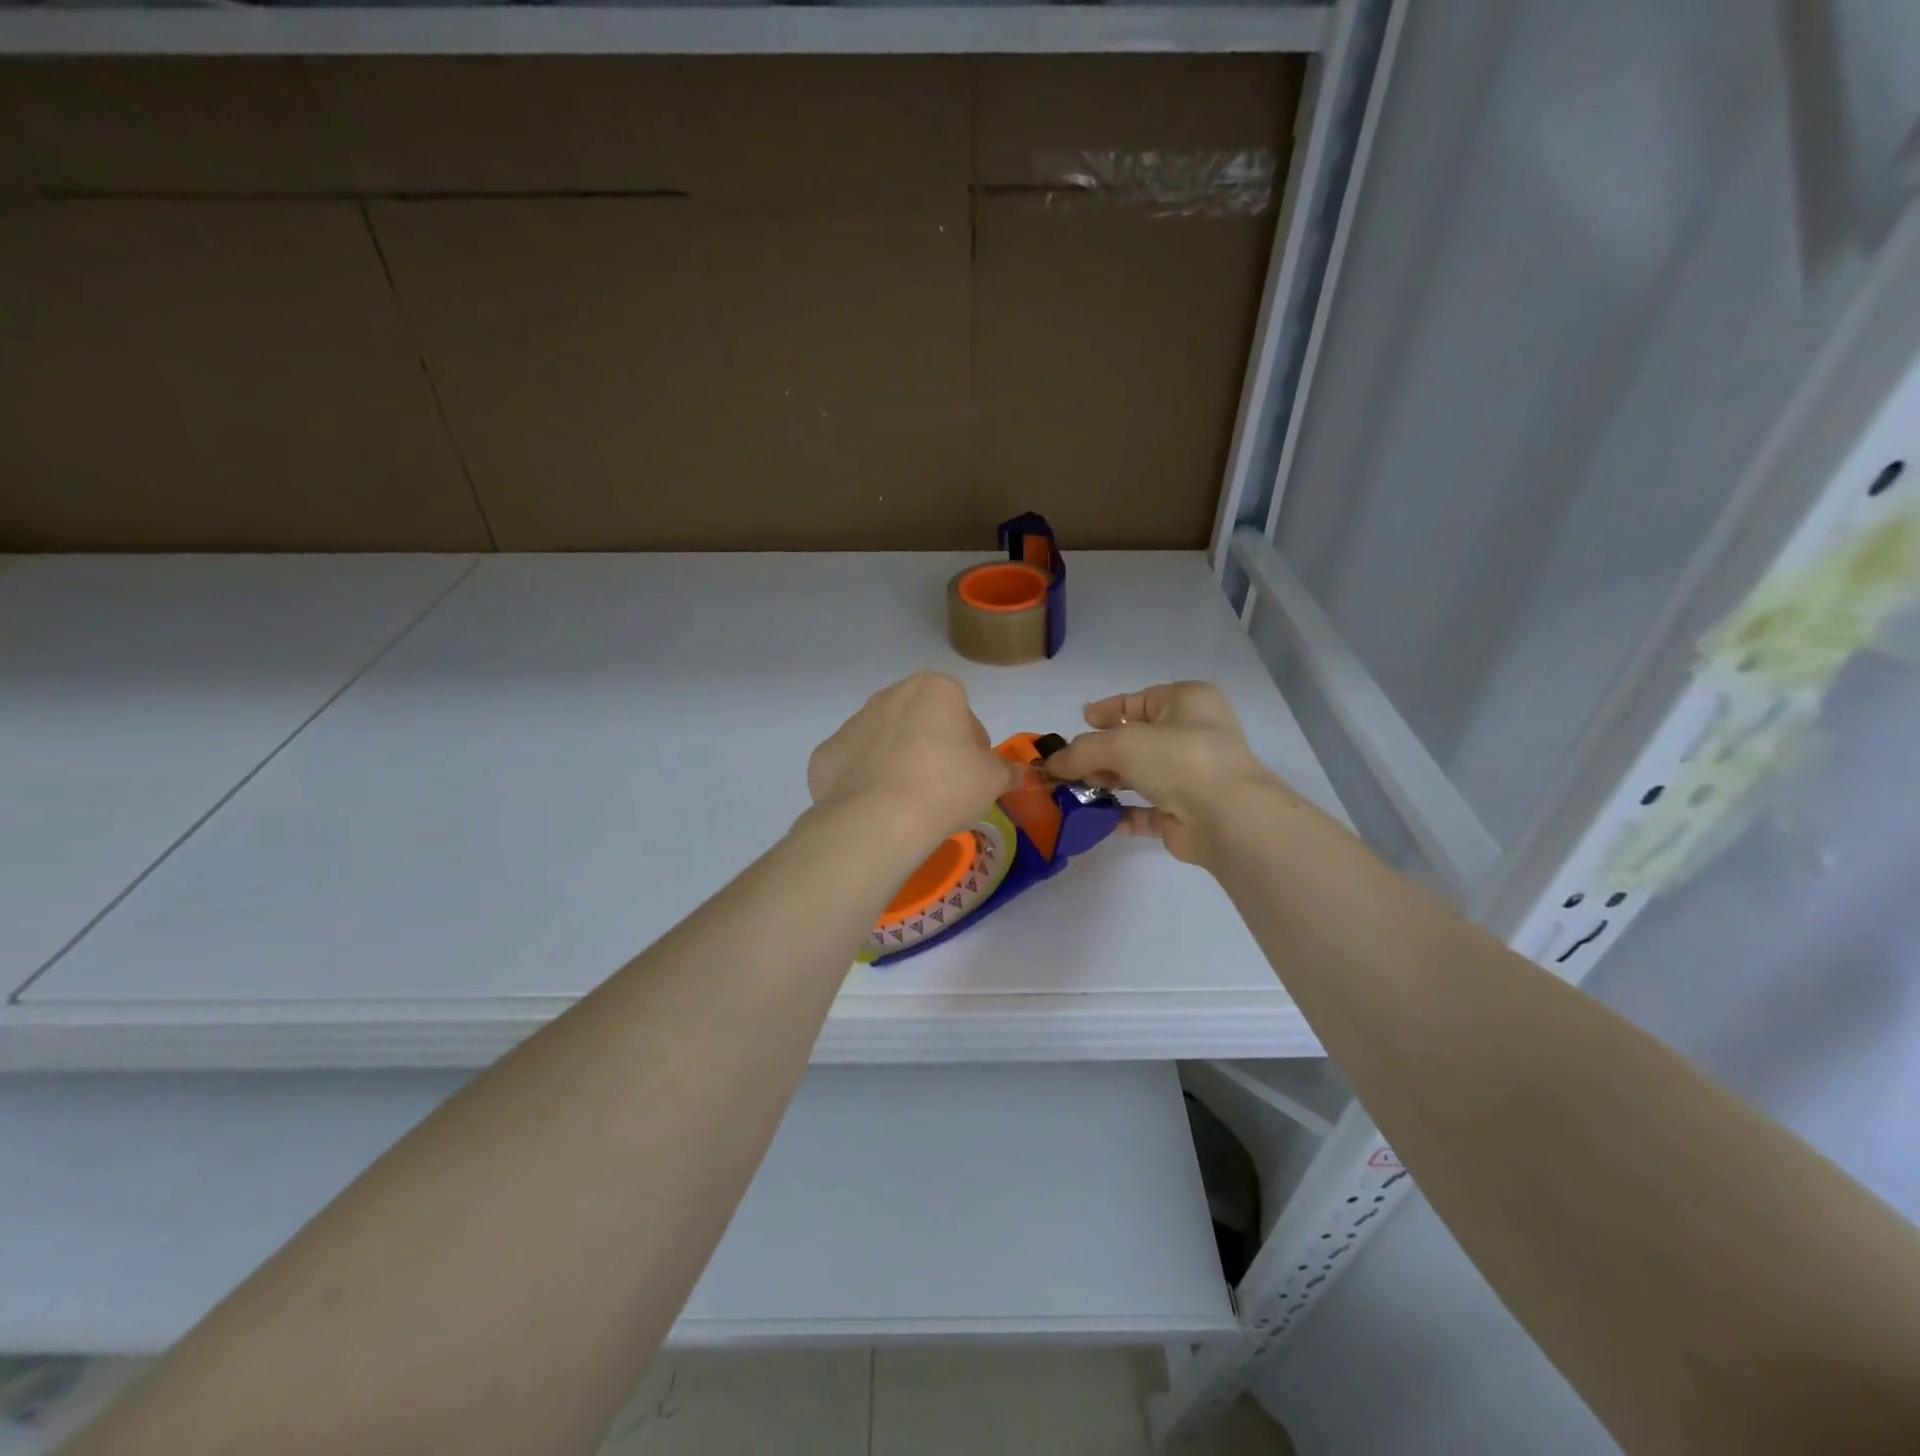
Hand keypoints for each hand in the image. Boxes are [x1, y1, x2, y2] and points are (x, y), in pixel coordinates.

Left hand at [806, 672, 1021, 847]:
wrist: (878, 819)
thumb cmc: (946, 787)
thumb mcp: (992, 780)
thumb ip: (1006, 770)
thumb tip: (1016, 773)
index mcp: (934, 689)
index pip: (961, 708)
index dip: (971, 741)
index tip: (972, 770)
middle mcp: (890, 695)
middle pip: (921, 719)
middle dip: (932, 746)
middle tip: (943, 786)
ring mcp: (853, 722)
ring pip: (885, 739)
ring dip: (897, 760)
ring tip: (908, 801)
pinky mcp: (826, 753)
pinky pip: (855, 764)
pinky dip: (865, 780)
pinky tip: (877, 808)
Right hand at [1042, 682, 1284, 864]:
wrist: (1226, 818)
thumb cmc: (1178, 759)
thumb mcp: (1121, 743)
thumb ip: (1081, 751)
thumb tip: (1050, 765)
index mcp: (1188, 702)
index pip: (1141, 700)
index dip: (1109, 710)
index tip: (1082, 720)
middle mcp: (1193, 735)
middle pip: (1137, 740)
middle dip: (1100, 752)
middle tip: (1067, 764)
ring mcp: (1192, 776)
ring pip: (1140, 775)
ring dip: (1107, 782)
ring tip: (1072, 791)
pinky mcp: (1186, 813)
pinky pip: (1146, 810)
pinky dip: (1120, 813)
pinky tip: (1093, 818)